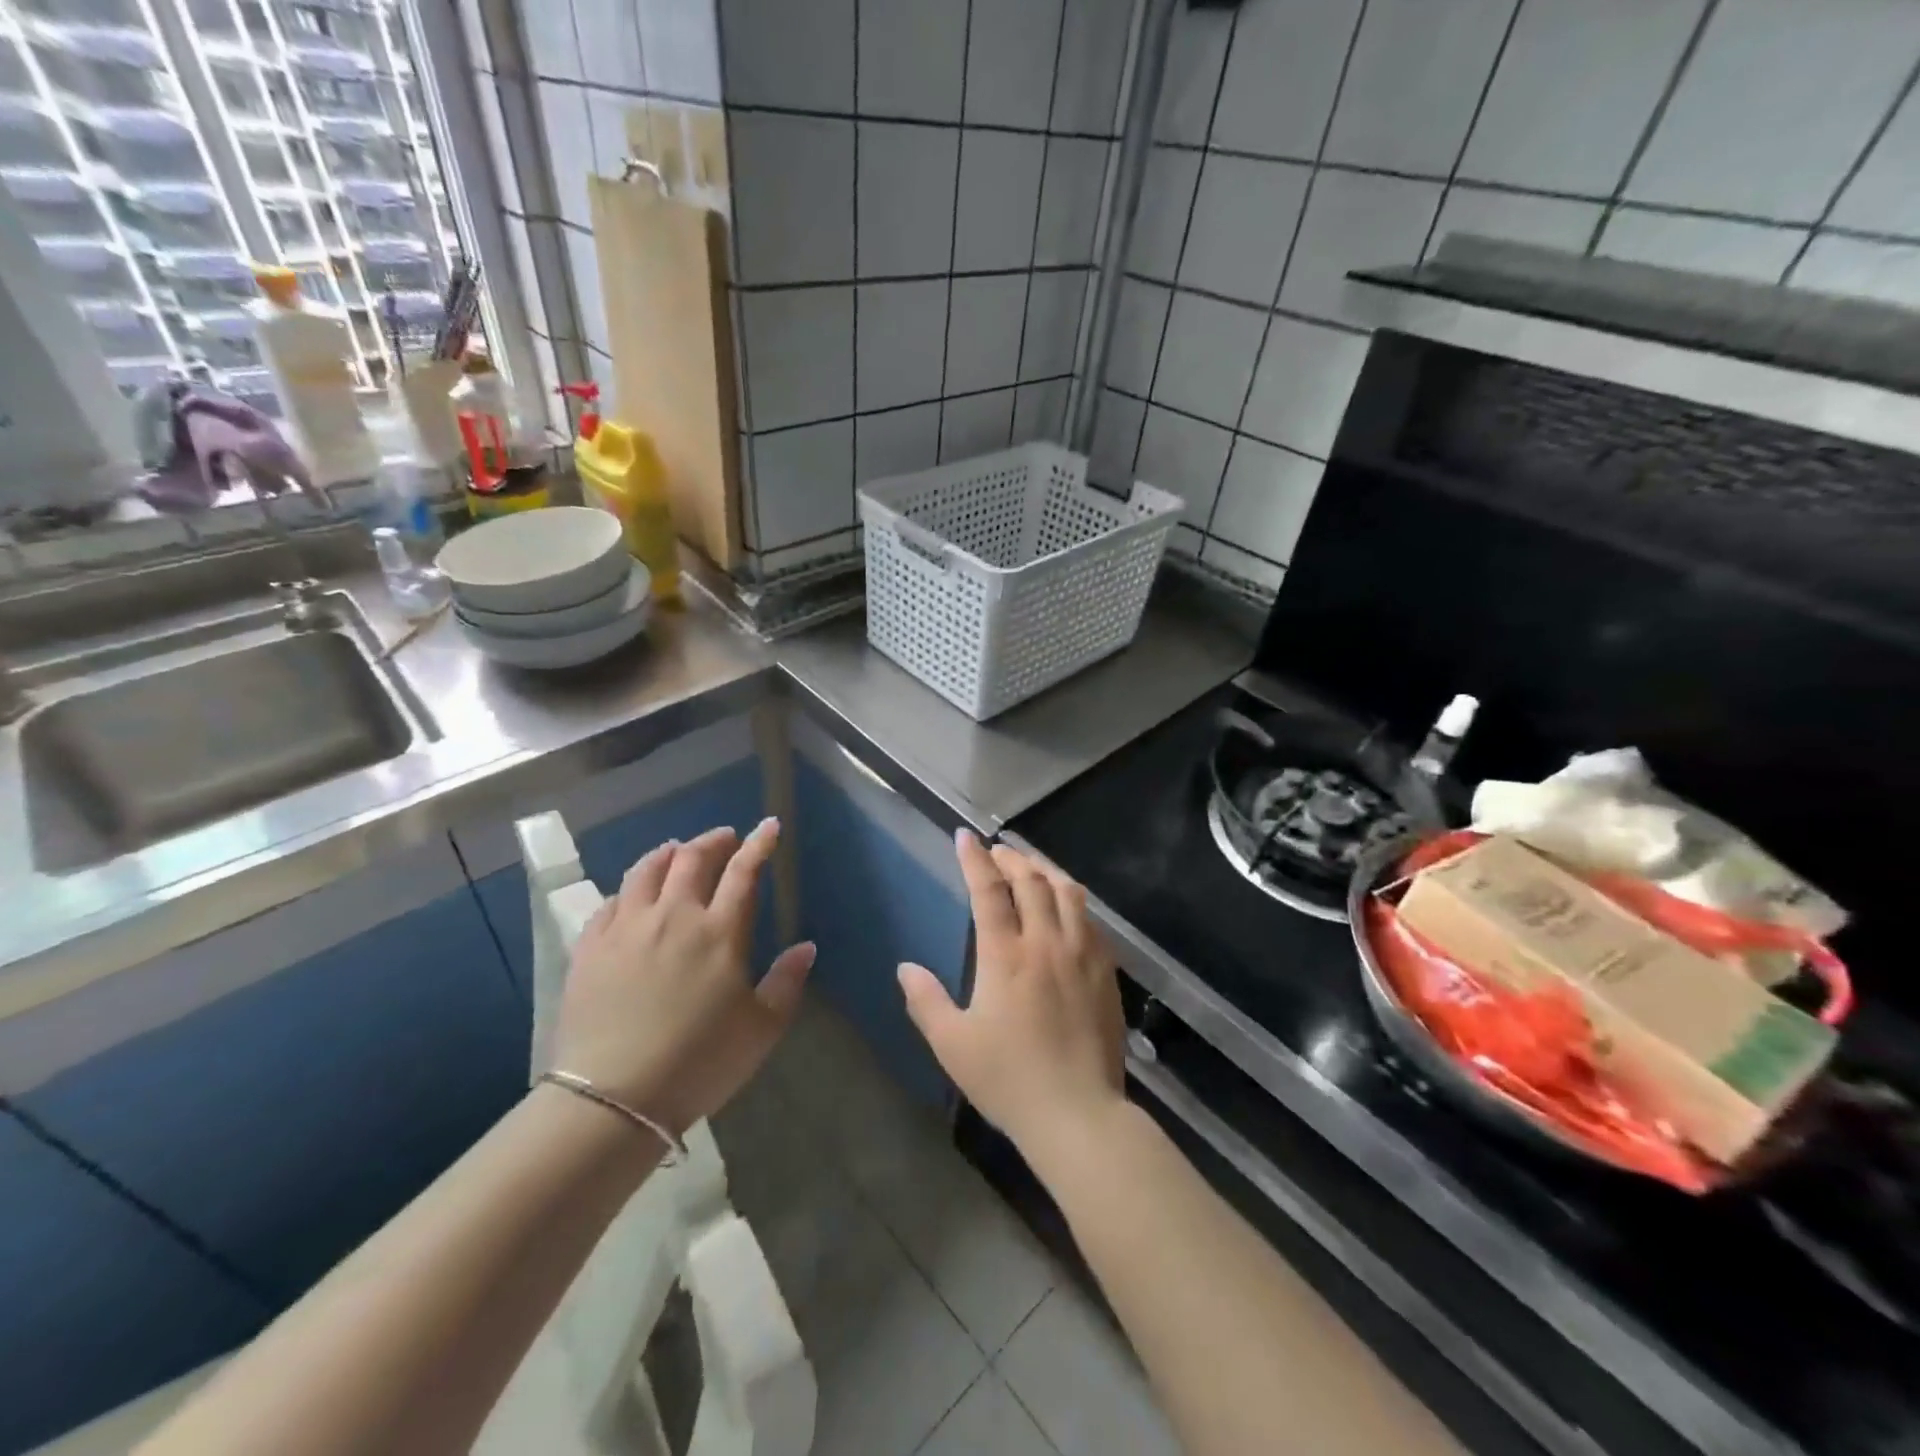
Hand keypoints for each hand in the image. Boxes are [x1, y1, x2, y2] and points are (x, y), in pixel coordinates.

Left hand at [550, 819, 813, 1137]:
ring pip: (647, 870)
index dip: (759, 844)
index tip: (768, 826)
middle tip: (725, 839)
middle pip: (693, 859)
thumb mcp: (761, 1029)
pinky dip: (629, 889)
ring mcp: (627, 928)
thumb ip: (786, 981)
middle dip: (714, 841)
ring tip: (678, 851)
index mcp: (719, 932)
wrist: (613, 1099)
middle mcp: (674, 916)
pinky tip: (633, 895)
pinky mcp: (590, 948)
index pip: (744, 871)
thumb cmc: (699, 1063)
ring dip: (668, 853)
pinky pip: (610, 902)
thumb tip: (806, 946)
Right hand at [898, 831, 1126, 1160]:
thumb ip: (926, 1001)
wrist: (1078, 1114)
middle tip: (996, 852)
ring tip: (1030, 867)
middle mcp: (1045, 942)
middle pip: (1031, 880)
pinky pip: (1090, 919)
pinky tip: (1066, 907)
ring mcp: (1081, 953)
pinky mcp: (1105, 970)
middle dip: (1010, 858)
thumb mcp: (953, 1044)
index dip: (974, 859)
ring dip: (1045, 870)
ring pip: (1067, 892)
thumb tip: (905, 968)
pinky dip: (1072, 900)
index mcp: (1005, 955)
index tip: (965, 837)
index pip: (988, 890)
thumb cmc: (1008, 1079)